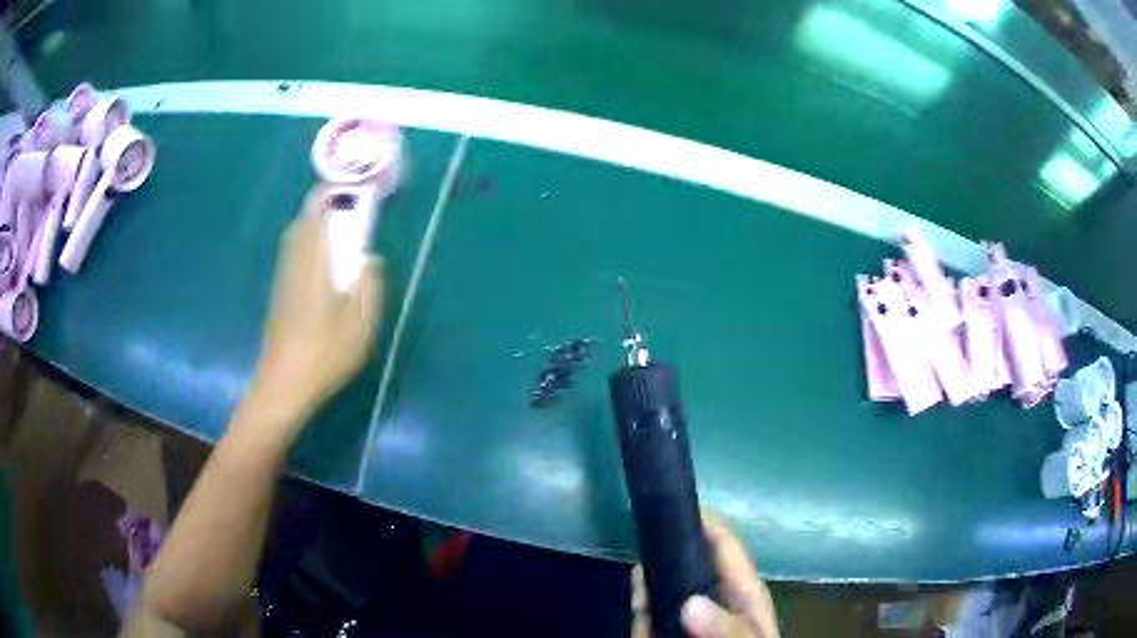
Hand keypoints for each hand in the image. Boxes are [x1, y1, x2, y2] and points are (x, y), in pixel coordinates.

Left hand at [248, 186, 384, 436]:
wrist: (283, 386)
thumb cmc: (324, 355)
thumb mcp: (360, 325)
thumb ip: (369, 286)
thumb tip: (368, 259)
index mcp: (313, 264)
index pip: (315, 214)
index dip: (329, 193)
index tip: (348, 185)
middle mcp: (294, 264)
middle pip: (302, 223)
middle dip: (322, 208)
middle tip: (346, 209)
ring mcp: (283, 281)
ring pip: (295, 240)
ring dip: (313, 227)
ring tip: (337, 233)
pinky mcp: (279, 296)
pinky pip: (293, 257)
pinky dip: (307, 247)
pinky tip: (322, 266)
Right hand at [631, 512, 779, 637]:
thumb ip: (728, 629)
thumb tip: (690, 603)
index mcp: (745, 595)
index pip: (726, 549)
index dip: (704, 523)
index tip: (671, 504)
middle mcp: (716, 603)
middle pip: (689, 567)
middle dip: (665, 558)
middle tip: (642, 556)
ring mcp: (691, 621)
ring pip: (665, 593)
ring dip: (649, 588)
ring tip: (639, 585)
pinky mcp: (668, 633)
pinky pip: (650, 620)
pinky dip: (642, 616)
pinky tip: (640, 612)